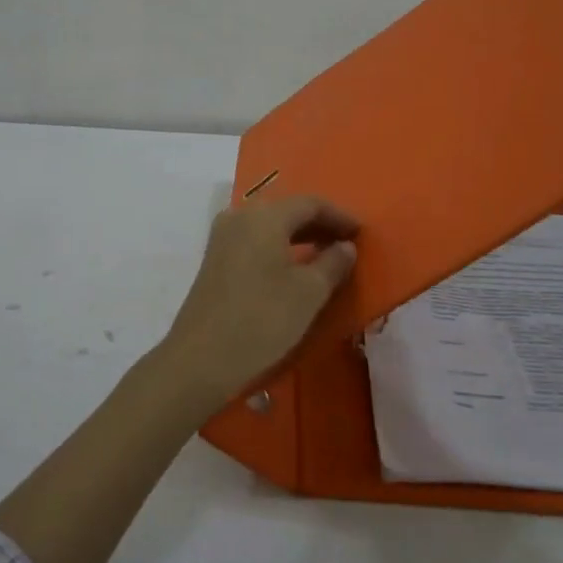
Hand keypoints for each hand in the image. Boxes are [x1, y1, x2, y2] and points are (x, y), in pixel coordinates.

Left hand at [155, 194, 359, 408]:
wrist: (201, 358)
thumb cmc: (262, 319)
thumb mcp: (309, 293)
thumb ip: (333, 263)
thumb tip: (345, 246)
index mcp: (265, 216)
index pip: (310, 203)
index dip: (339, 216)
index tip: (361, 233)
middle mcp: (240, 216)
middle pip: (287, 211)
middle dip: (318, 224)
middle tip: (346, 243)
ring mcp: (222, 237)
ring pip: (269, 226)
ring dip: (298, 236)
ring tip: (324, 256)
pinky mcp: (214, 260)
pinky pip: (254, 241)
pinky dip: (278, 247)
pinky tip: (292, 268)